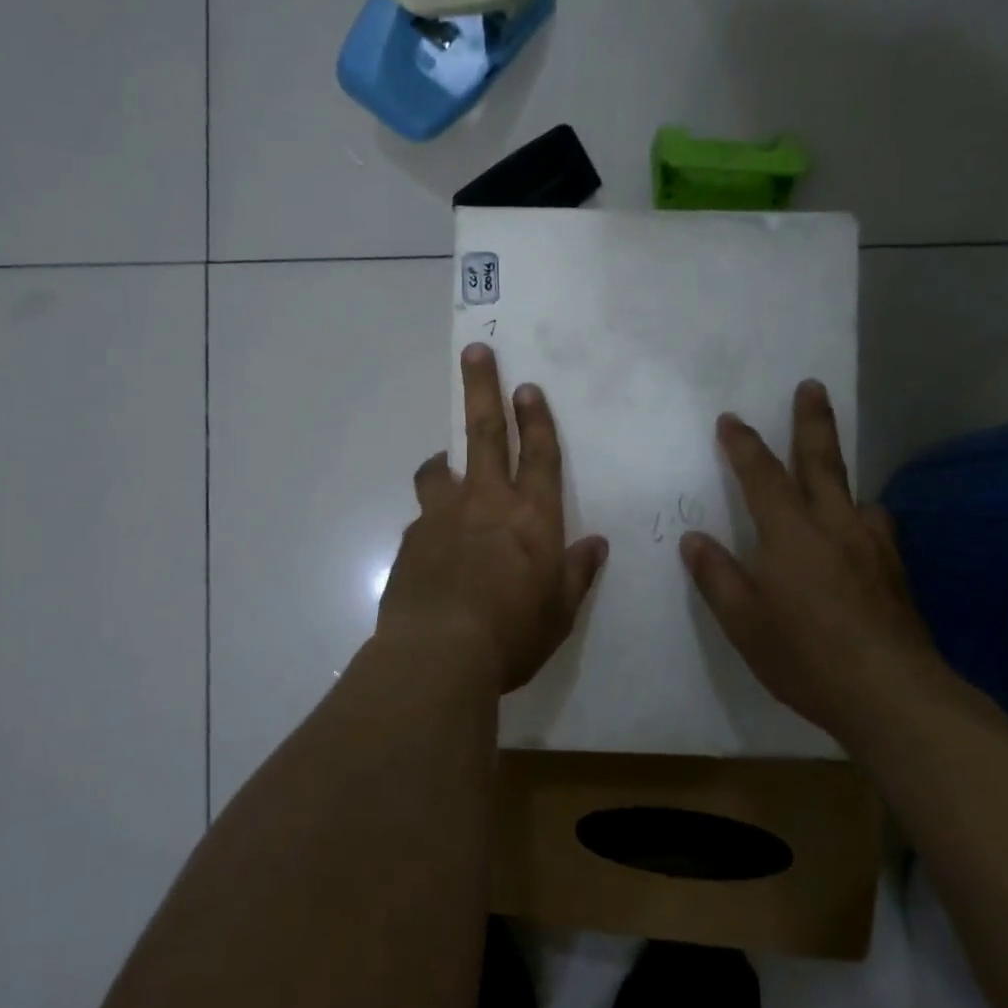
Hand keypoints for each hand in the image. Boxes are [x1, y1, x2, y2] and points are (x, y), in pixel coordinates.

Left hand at [378, 344, 608, 693]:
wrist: (437, 655)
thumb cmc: (511, 635)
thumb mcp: (558, 612)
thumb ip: (577, 573)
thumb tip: (596, 544)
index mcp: (531, 517)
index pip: (540, 455)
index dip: (537, 419)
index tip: (527, 386)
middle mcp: (486, 503)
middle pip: (485, 433)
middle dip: (483, 389)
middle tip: (476, 352)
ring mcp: (442, 517)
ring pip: (439, 470)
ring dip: (443, 460)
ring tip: (441, 464)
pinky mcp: (411, 539)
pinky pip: (423, 517)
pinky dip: (431, 519)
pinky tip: (433, 548)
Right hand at [680, 379, 943, 738]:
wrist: (893, 696)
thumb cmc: (805, 656)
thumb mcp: (743, 622)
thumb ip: (717, 576)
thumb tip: (695, 539)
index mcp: (790, 534)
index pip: (761, 475)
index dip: (743, 444)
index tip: (731, 418)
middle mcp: (834, 526)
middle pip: (821, 461)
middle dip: (812, 421)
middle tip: (811, 386)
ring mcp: (872, 546)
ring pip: (855, 495)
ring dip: (839, 476)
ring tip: (831, 480)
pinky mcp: (896, 571)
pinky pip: (874, 528)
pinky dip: (860, 519)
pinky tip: (857, 540)